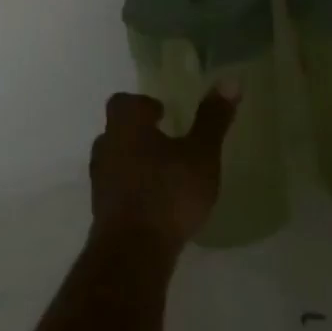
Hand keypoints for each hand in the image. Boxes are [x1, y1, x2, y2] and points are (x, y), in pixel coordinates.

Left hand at [90, 87, 237, 249]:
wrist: (133, 251)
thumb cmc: (169, 193)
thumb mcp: (201, 155)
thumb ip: (213, 119)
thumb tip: (231, 79)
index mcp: (126, 125)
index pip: (124, 102)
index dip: (142, 104)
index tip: (163, 113)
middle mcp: (107, 146)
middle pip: (117, 129)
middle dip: (140, 133)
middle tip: (166, 141)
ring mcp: (100, 180)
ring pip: (116, 159)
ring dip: (135, 162)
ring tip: (164, 173)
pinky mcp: (102, 210)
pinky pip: (117, 188)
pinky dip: (132, 189)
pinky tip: (155, 203)